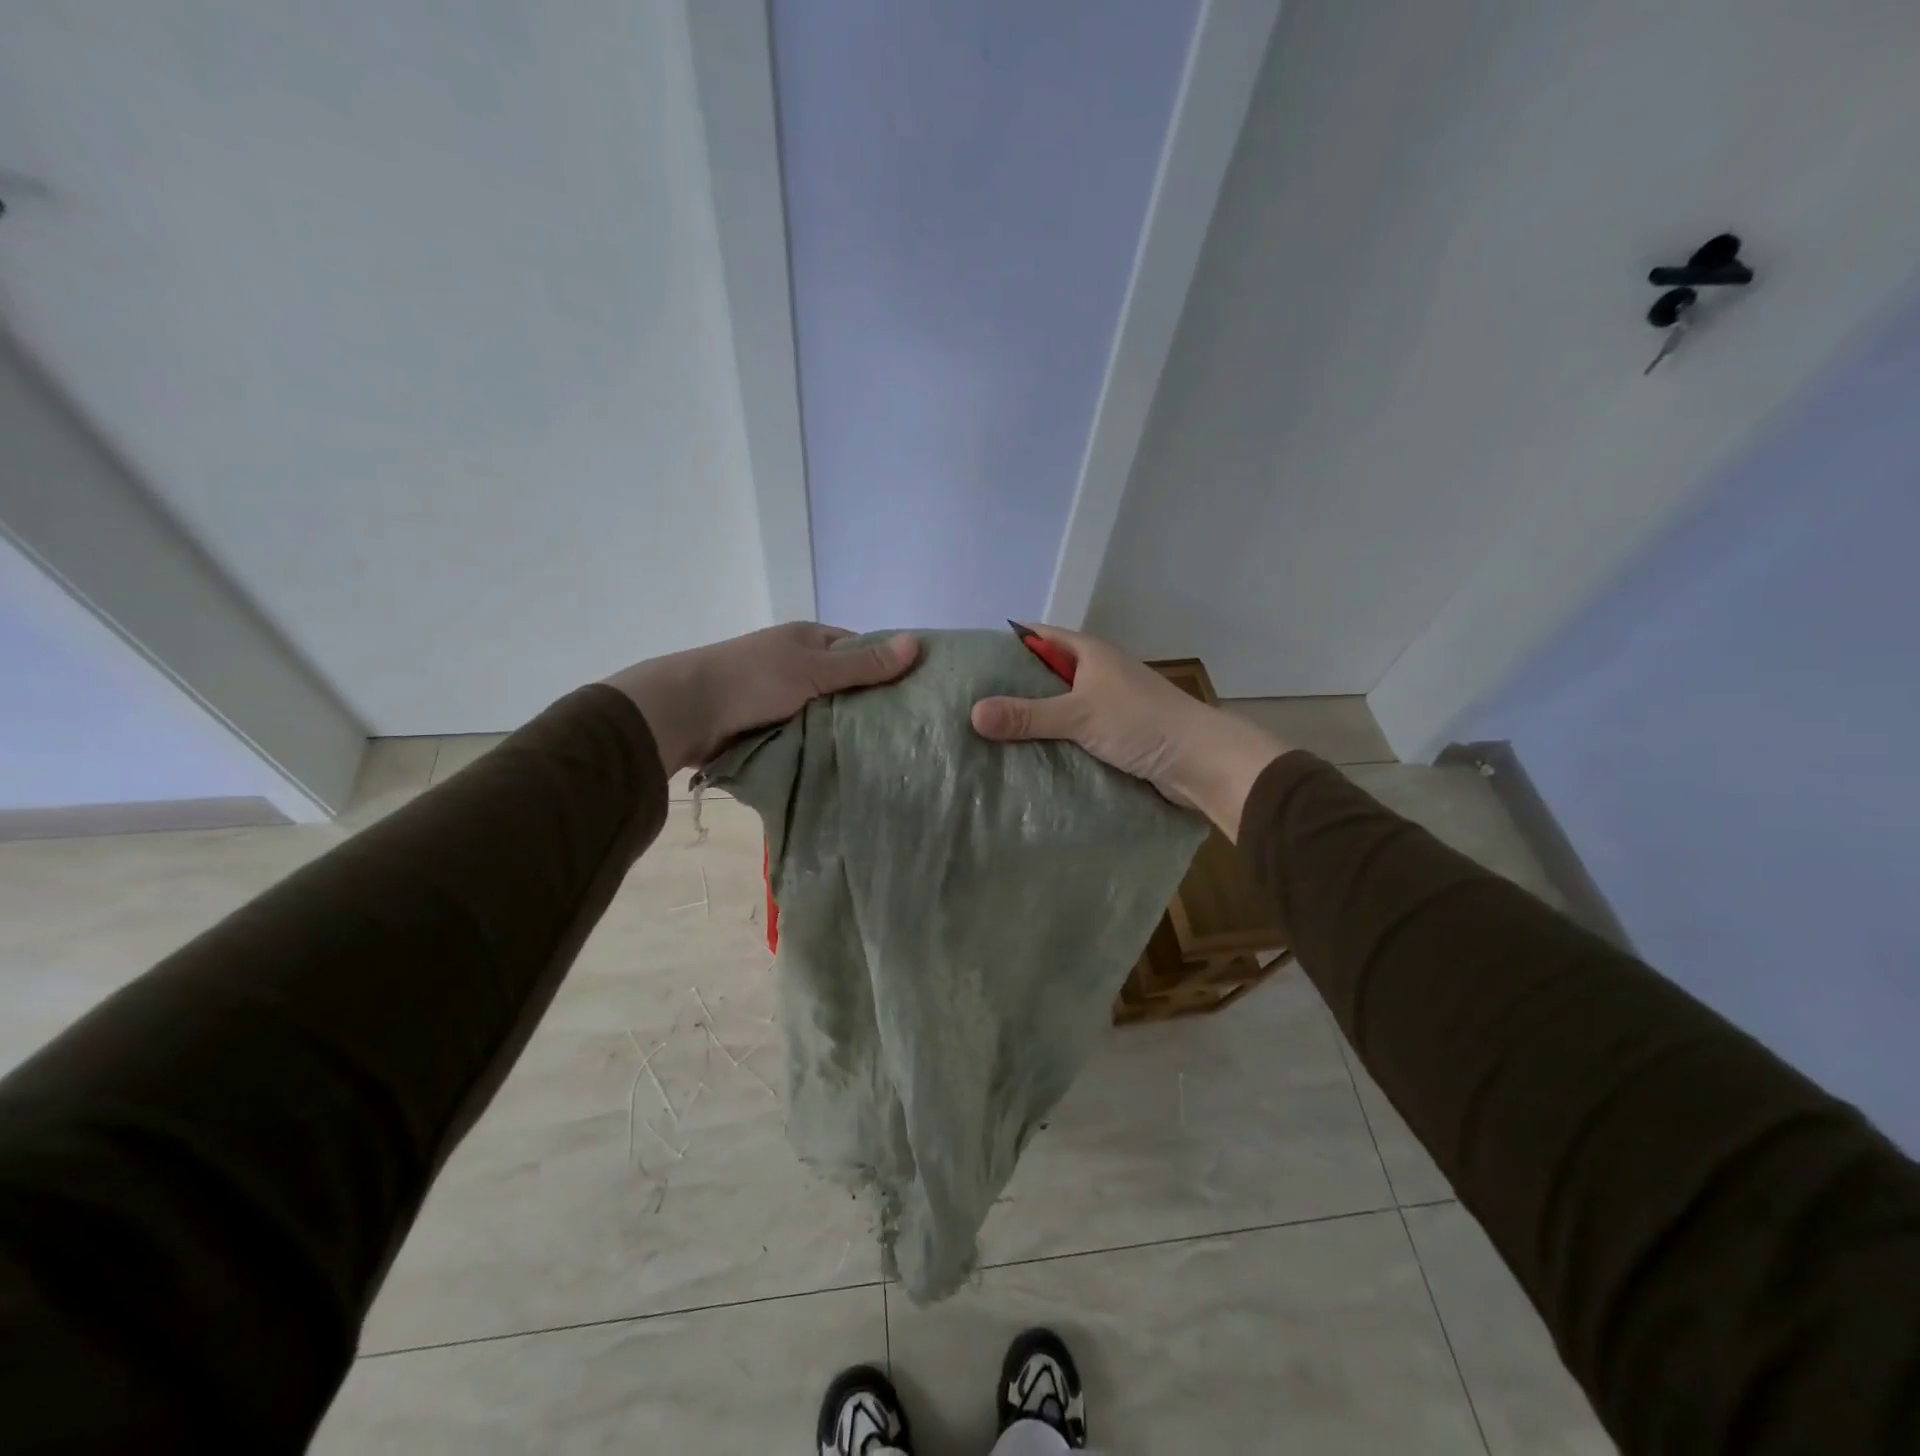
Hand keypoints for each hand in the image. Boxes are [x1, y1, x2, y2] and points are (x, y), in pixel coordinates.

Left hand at [606, 624, 917, 771]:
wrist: (687, 712)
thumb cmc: (754, 679)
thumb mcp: (814, 668)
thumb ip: (863, 664)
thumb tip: (917, 642)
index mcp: (809, 639)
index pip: (861, 649)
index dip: (888, 666)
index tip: (918, 692)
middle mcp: (799, 664)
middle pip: (847, 683)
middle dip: (870, 704)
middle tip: (909, 730)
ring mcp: (784, 696)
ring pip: (828, 712)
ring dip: (846, 728)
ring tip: (887, 751)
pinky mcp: (772, 726)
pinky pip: (809, 733)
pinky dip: (824, 744)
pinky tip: (849, 761)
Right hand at [970, 624, 1288, 840]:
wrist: (1200, 761)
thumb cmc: (1141, 722)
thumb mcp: (1079, 714)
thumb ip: (1027, 715)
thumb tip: (973, 714)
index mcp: (1089, 652)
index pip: (1037, 636)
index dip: (1005, 644)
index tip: (970, 661)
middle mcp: (1096, 673)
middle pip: (1044, 673)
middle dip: (1011, 687)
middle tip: (968, 703)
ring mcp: (1106, 705)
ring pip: (1058, 706)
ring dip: (1031, 718)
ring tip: (986, 733)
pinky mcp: (1113, 734)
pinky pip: (1071, 732)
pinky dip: (1051, 741)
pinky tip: (1024, 757)